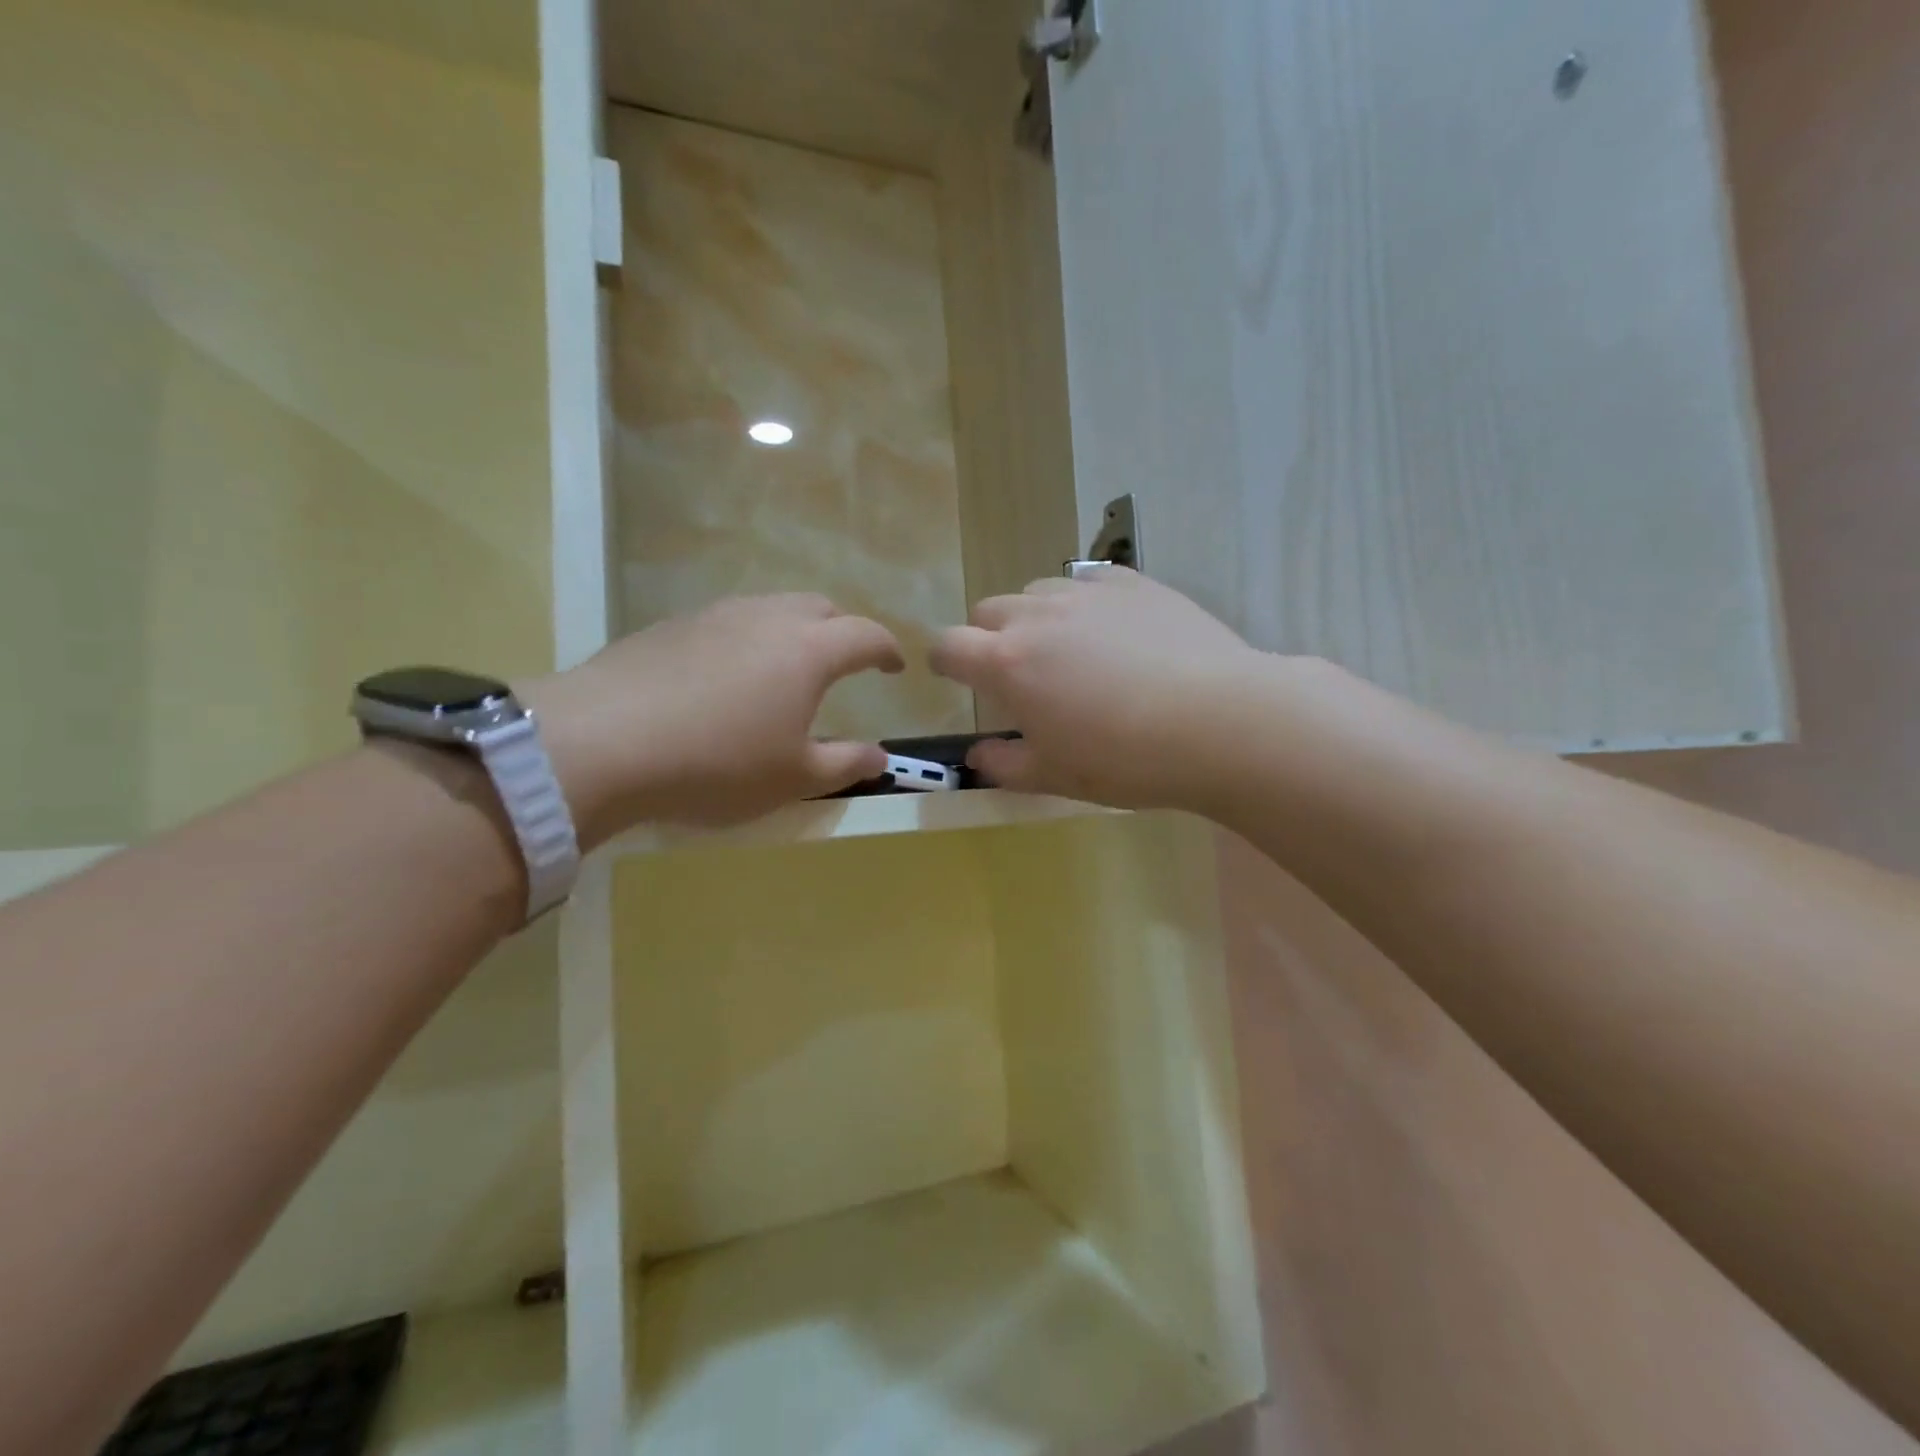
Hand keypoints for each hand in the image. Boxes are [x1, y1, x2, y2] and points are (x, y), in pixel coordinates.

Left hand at [524, 595, 902, 843]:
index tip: (895, 667)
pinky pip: (727, 621)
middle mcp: (767, 618)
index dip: (888, 649)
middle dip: (841, 631)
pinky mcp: (671, 625)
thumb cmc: (718, 764)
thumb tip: (880, 756)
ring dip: (791, 631)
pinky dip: (746, 640)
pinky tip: (725, 677)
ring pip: (770, 608)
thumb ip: (845, 764)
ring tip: (784, 669)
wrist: (602, 743)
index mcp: (809, 650)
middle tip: (843, 664)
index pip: (866, 635)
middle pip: (819, 608)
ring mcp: (715, 615)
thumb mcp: (793, 779)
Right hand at [930, 569, 1265, 809]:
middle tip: (1018, 675)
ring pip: (1037, 591)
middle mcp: (1037, 615)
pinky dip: (1082, 601)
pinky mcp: (1132, 582)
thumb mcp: (1056, 776)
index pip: (948, 646)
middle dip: (988, 638)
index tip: (954, 676)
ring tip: (1068, 650)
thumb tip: (978, 755)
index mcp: (1007, 663)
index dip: (944, 661)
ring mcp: (1086, 592)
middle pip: (988, 611)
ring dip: (1035, 616)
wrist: (1219, 721)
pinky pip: (1087, 580)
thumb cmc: (1126, 758)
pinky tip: (1111, 629)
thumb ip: (1005, 764)